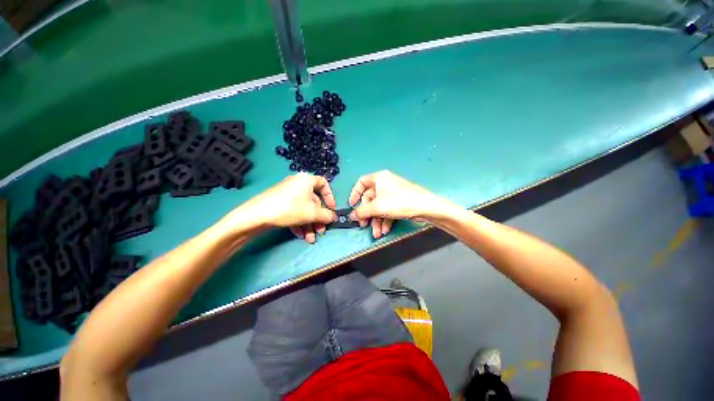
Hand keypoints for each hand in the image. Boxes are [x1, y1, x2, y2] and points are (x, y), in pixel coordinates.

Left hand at [231, 173, 336, 242]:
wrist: (256, 216)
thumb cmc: (289, 208)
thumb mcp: (312, 213)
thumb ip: (326, 215)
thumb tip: (334, 217)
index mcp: (306, 180)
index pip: (323, 183)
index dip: (330, 196)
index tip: (331, 209)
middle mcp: (297, 184)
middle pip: (313, 201)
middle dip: (318, 218)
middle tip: (321, 231)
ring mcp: (287, 194)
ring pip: (304, 209)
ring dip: (309, 224)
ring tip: (311, 238)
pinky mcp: (279, 204)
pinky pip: (294, 212)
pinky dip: (299, 223)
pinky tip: (300, 236)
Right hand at [348, 170, 451, 238]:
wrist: (425, 207)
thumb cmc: (398, 202)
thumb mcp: (377, 207)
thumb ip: (362, 211)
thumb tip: (352, 215)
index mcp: (378, 178)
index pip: (361, 183)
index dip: (354, 194)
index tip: (351, 205)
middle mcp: (384, 183)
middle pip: (370, 199)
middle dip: (368, 215)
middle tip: (364, 226)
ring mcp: (392, 193)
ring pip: (379, 207)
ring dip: (376, 221)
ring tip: (377, 233)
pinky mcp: (399, 201)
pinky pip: (387, 210)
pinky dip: (385, 220)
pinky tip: (385, 230)